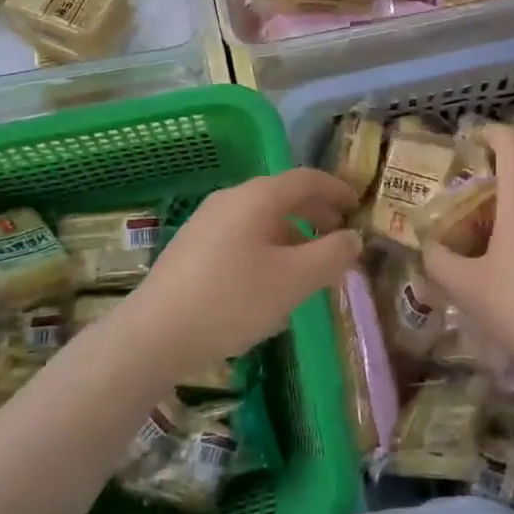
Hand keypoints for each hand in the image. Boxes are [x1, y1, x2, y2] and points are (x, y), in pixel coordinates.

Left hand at [123, 168, 361, 379]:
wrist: (154, 334)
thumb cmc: (232, 300)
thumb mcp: (294, 280)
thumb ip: (331, 255)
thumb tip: (353, 238)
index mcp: (257, 197)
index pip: (306, 179)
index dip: (337, 190)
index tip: (358, 206)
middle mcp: (231, 199)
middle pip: (283, 195)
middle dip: (317, 213)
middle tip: (340, 237)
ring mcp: (206, 221)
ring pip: (262, 218)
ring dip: (293, 233)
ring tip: (309, 264)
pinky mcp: (192, 247)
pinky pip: (242, 234)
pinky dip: (269, 246)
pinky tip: (270, 280)